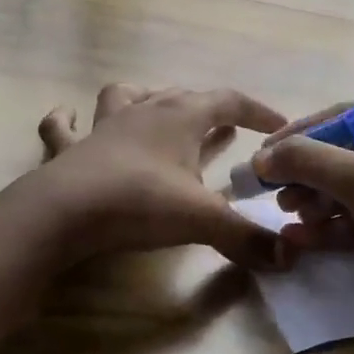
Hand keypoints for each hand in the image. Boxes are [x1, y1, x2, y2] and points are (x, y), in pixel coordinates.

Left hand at [27, 83, 288, 268]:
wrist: (64, 213)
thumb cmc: (140, 202)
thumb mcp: (203, 220)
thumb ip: (247, 238)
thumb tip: (289, 257)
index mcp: (181, 117)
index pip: (229, 101)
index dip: (257, 111)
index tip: (278, 128)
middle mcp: (144, 111)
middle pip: (183, 97)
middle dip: (210, 110)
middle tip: (226, 129)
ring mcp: (103, 127)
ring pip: (127, 96)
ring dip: (146, 99)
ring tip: (156, 111)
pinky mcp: (70, 150)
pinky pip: (63, 127)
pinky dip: (66, 120)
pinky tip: (67, 116)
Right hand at [250, 103, 353, 347]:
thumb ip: (308, 160)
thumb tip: (263, 156)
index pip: (350, 117)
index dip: (304, 132)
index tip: (268, 152)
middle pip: (348, 156)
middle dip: (309, 174)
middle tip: (277, 193)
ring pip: (353, 193)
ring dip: (317, 202)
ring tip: (290, 217)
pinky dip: (331, 229)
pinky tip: (300, 240)